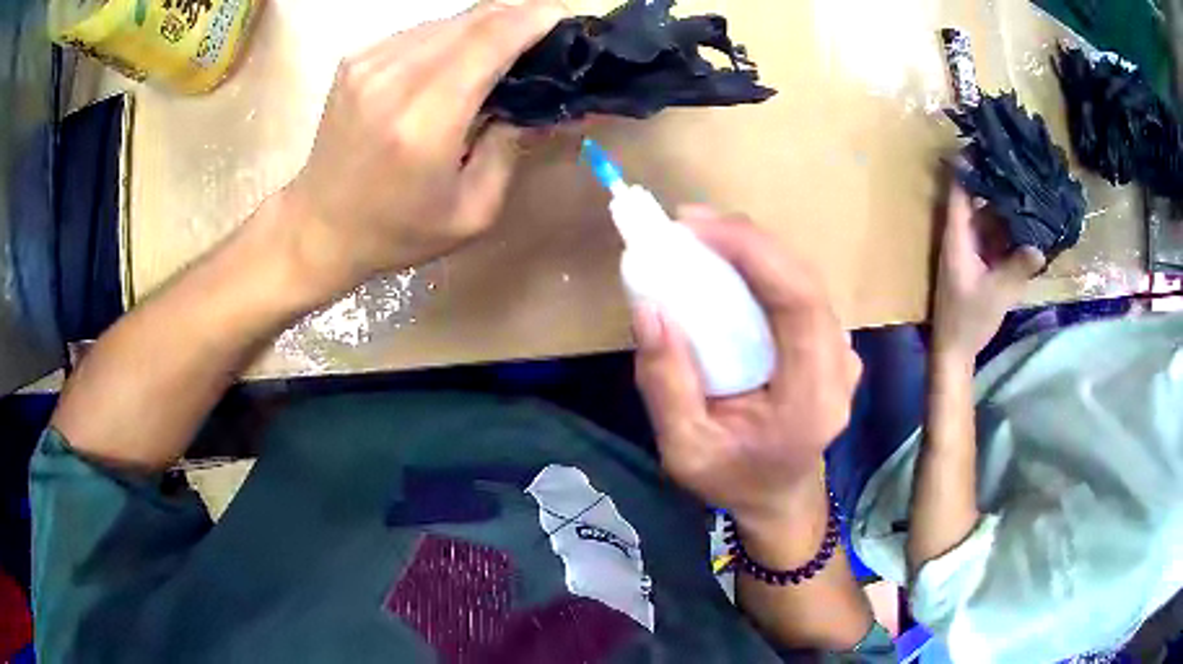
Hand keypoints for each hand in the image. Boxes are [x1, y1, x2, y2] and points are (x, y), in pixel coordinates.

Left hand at [285, 0, 568, 290]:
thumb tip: (542, 101)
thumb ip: (512, 147)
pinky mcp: (356, 59)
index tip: (565, 19)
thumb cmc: (397, 230)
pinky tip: (456, 63)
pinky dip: (450, 38)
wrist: (318, 226)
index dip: (535, 18)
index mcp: (424, 121)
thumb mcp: (472, 210)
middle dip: (518, 17)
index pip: (490, 39)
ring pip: (448, 20)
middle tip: (545, 37)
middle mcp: (393, 78)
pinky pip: (420, 31)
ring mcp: (368, 62)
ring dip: (485, 27)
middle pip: (473, 19)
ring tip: (504, 52)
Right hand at [632, 208, 861, 529]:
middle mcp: (839, 366)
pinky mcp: (831, 343)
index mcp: (812, 398)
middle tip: (687, 224)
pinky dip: (761, 266)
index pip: (800, 303)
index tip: (696, 229)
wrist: (781, 497)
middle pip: (803, 279)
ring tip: (700, 238)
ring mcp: (842, 352)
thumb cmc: (734, 480)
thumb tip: (649, 307)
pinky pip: (798, 290)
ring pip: (802, 278)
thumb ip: (666, 385)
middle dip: (746, 240)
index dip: (754, 253)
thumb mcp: (684, 451)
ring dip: (752, 249)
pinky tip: (726, 263)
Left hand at [932, 184, 1045, 361]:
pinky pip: (994, 240)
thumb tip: (1041, 246)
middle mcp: (962, 237)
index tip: (985, 146)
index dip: (969, 167)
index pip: (960, 191)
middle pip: (978, 202)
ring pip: (988, 221)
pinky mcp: (979, 265)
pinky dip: (1009, 233)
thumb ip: (1018, 268)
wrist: (954, 352)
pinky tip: (1027, 226)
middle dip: (996, 186)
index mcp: (957, 237)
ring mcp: (970, 251)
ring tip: (1027, 191)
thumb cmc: (969, 320)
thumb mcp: (997, 294)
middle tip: (1018, 167)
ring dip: (1006, 210)